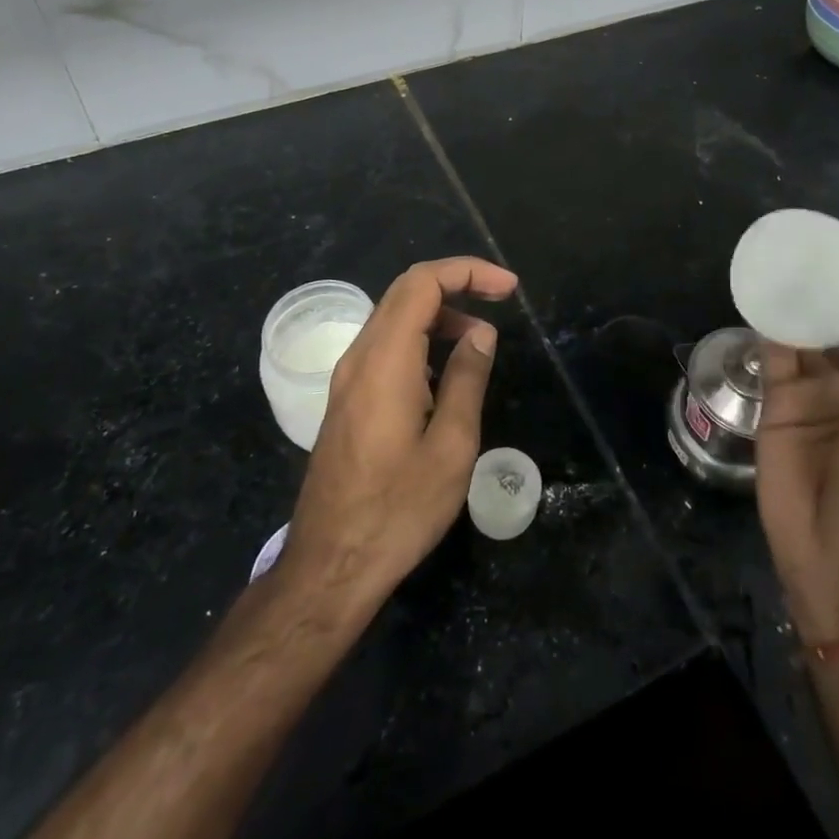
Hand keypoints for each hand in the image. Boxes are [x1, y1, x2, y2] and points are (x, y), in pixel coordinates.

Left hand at [274, 257, 517, 621]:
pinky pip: (385, 346)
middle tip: (501, 299)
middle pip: (405, 291)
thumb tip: (481, 333)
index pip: (422, 283)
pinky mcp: (346, 399)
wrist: (329, 567)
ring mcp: (347, 379)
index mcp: (385, 360)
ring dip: (439, 313)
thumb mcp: (451, 446)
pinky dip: (420, 338)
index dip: (468, 271)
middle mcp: (360, 357)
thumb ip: (467, 379)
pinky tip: (445, 371)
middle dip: (456, 283)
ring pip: (393, 317)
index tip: (509, 288)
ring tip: (480, 342)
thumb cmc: (398, 510)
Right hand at [755, 267, 838, 643]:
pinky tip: (760, 287)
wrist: (837, 559)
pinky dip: (768, 321)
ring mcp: (816, 390)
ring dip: (800, 299)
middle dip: (834, 288)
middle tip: (814, 239)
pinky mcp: (778, 399)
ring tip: (785, 251)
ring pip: (808, 332)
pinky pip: (773, 351)